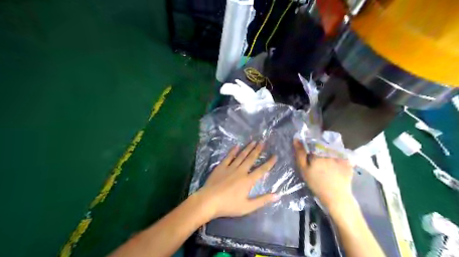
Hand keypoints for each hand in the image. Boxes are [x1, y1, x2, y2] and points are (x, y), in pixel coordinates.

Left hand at [197, 142, 277, 218]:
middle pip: (251, 159)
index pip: (262, 170)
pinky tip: (236, 146)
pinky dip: (233, 151)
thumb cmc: (229, 205)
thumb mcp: (248, 207)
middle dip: (258, 150)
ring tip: (253, 141)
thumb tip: (277, 195)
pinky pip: (228, 157)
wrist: (209, 201)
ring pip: (241, 155)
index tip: (275, 156)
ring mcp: (230, 167)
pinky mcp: (221, 167)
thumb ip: (262, 200)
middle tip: (263, 142)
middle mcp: (241, 171)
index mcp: (248, 181)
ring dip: (248, 148)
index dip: (269, 163)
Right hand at [294, 139, 353, 211]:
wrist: (336, 196)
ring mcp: (340, 156)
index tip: (310, 157)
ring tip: (327, 166)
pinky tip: (335, 167)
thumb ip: (300, 154)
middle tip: (319, 163)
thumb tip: (296, 139)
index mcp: (318, 152)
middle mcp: (329, 151)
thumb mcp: (304, 169)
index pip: (312, 144)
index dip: (310, 149)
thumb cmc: (316, 184)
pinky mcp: (348, 161)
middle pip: (322, 146)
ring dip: (328, 154)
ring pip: (331, 150)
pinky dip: (338, 159)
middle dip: (319, 151)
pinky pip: (341, 155)